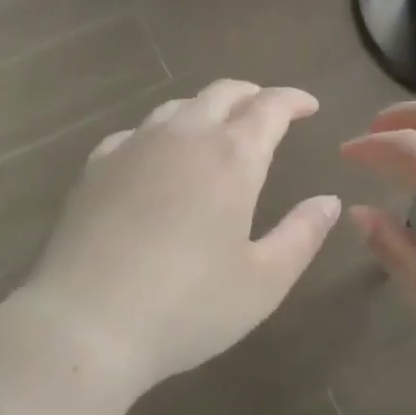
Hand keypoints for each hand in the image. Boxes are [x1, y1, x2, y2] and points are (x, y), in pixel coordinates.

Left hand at [17, 81, 342, 404]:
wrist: (86, 321)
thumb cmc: (187, 306)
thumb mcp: (263, 282)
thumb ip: (302, 234)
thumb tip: (329, 201)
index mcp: (232, 156)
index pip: (270, 107)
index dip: (293, 100)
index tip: (308, 106)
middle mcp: (185, 135)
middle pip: (223, 93)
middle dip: (252, 95)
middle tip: (267, 111)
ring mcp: (135, 144)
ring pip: (179, 106)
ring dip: (207, 109)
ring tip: (216, 130)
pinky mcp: (97, 164)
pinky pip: (137, 132)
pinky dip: (160, 133)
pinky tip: (156, 157)